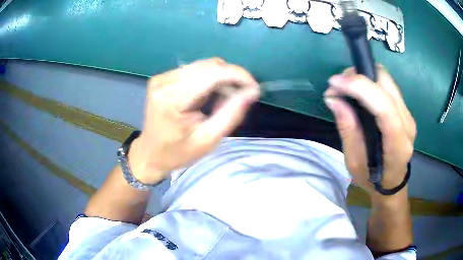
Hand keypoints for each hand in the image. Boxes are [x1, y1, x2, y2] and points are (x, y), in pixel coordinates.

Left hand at [128, 58, 259, 184]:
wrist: (150, 154)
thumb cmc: (177, 153)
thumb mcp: (208, 140)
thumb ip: (230, 114)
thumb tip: (251, 92)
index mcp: (172, 99)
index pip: (212, 73)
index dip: (238, 76)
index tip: (254, 88)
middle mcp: (164, 82)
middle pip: (208, 66)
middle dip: (230, 78)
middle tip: (239, 98)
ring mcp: (162, 78)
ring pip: (203, 66)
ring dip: (220, 79)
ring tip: (222, 100)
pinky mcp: (163, 78)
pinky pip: (194, 70)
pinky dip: (208, 80)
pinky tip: (208, 96)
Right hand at [324, 66, 415, 195]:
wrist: (392, 184)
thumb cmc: (372, 179)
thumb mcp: (354, 162)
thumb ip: (347, 129)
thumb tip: (334, 99)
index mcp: (397, 145)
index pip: (384, 107)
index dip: (360, 88)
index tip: (334, 83)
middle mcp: (407, 124)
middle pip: (386, 84)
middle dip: (359, 76)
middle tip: (338, 85)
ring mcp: (408, 115)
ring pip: (387, 80)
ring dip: (364, 77)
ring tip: (346, 88)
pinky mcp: (405, 110)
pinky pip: (388, 86)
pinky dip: (370, 82)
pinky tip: (359, 94)